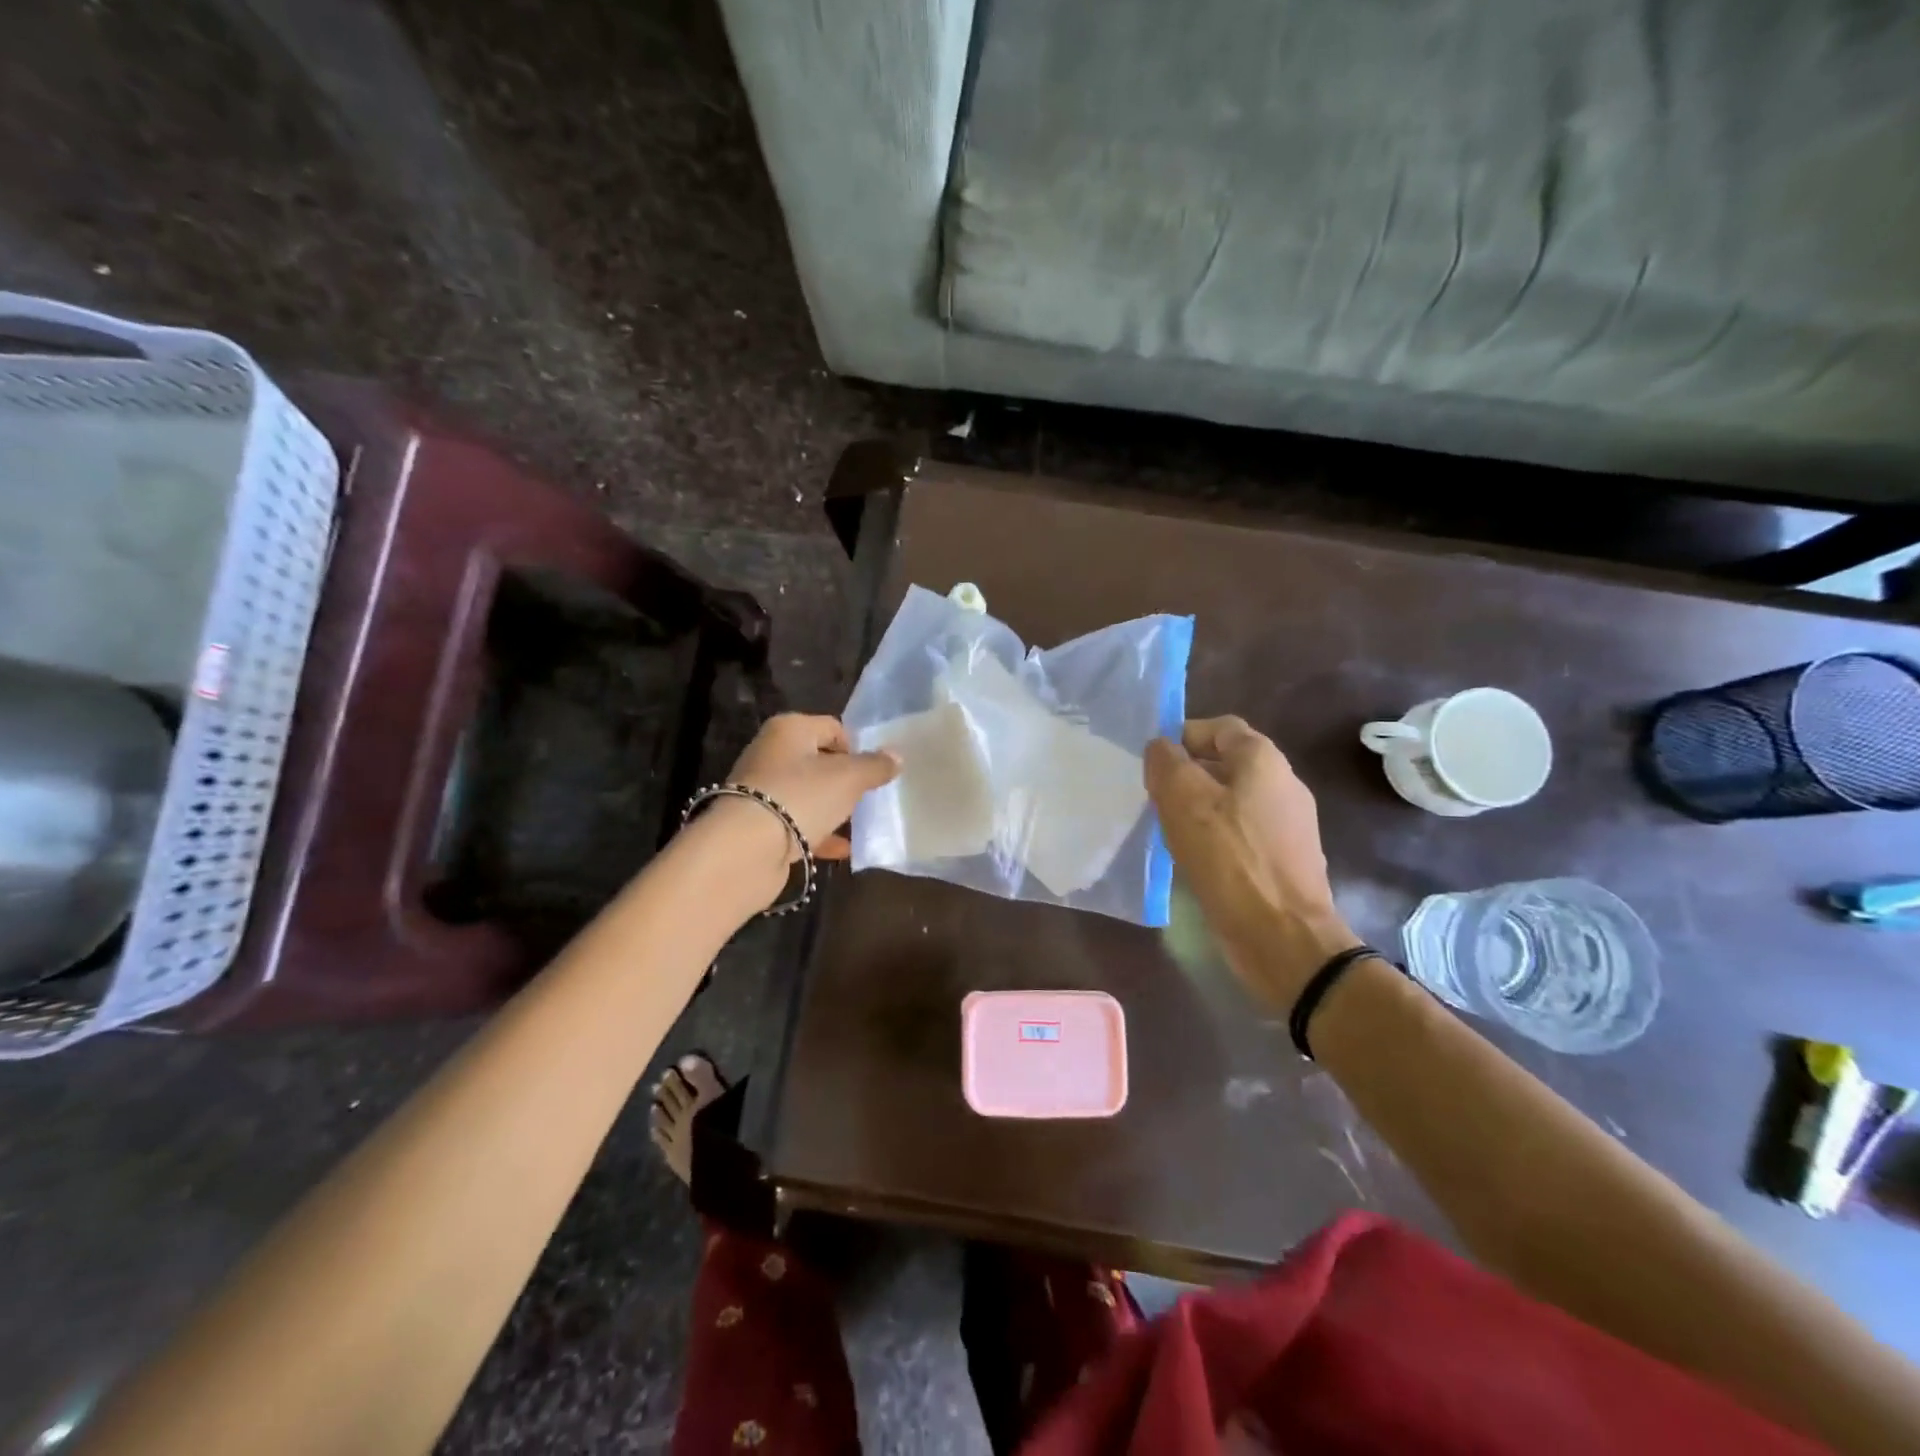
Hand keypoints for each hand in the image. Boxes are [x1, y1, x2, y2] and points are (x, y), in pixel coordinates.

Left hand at [718, 712, 898, 866]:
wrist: (746, 849)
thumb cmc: (801, 796)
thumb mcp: (849, 778)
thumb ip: (875, 765)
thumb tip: (896, 755)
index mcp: (789, 729)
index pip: (833, 727)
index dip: (856, 748)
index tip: (872, 773)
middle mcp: (770, 753)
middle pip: (818, 761)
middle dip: (845, 780)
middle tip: (867, 798)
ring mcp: (761, 790)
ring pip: (807, 794)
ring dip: (833, 808)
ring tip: (858, 824)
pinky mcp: (758, 824)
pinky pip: (797, 823)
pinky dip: (819, 833)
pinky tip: (842, 849)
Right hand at [1145, 717, 1357, 1007]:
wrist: (1283, 936)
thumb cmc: (1230, 859)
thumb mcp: (1184, 800)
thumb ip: (1167, 764)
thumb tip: (1161, 748)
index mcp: (1263, 760)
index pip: (1218, 728)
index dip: (1182, 737)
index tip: (1153, 763)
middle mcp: (1283, 783)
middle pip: (1226, 764)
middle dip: (1188, 774)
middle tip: (1154, 797)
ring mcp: (1289, 824)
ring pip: (1233, 800)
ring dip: (1199, 808)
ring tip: (1167, 828)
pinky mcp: (1285, 859)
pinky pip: (1242, 833)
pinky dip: (1216, 837)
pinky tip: (1193, 858)